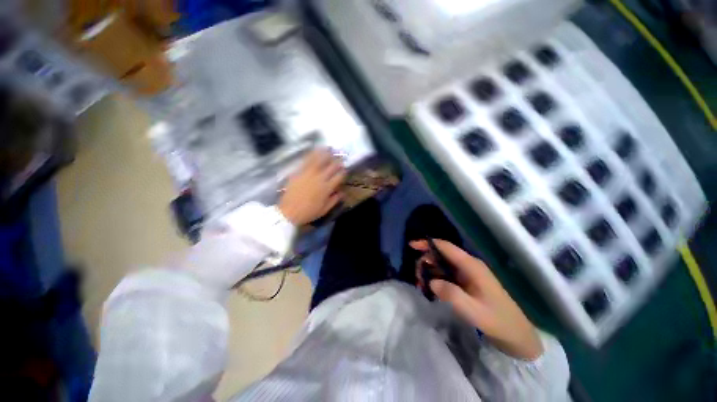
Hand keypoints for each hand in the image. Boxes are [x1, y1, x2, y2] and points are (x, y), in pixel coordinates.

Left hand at [279, 149, 345, 225]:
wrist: (288, 212)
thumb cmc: (308, 212)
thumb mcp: (324, 210)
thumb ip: (334, 200)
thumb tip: (342, 192)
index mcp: (327, 188)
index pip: (339, 176)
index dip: (343, 171)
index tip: (344, 169)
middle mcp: (319, 179)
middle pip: (331, 166)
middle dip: (337, 161)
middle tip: (340, 158)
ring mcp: (308, 174)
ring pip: (319, 160)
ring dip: (325, 154)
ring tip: (329, 148)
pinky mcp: (298, 172)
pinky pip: (306, 161)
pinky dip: (311, 155)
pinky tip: (314, 150)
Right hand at [410, 240, 543, 360]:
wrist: (517, 334)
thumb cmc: (497, 320)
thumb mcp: (473, 310)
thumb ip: (451, 294)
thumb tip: (431, 281)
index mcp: (471, 266)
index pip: (446, 247)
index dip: (428, 243)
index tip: (411, 245)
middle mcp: (469, 265)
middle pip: (442, 254)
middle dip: (426, 261)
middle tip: (417, 277)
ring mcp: (468, 273)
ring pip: (443, 264)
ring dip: (430, 271)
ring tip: (422, 285)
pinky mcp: (467, 281)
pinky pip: (447, 274)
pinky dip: (436, 278)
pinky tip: (431, 288)